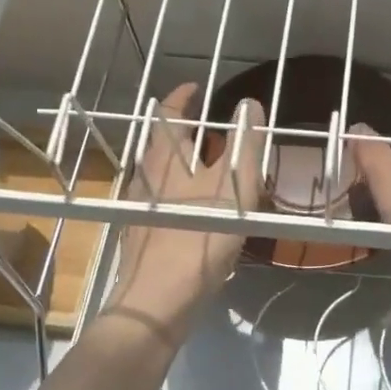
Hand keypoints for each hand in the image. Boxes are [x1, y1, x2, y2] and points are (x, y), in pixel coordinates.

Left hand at [105, 82, 264, 337]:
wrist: (157, 302)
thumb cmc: (197, 238)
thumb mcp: (233, 188)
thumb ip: (244, 145)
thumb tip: (249, 104)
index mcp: (166, 160)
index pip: (169, 115)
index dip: (182, 97)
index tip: (196, 87)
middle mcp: (147, 178)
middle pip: (163, 144)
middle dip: (184, 131)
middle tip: (210, 127)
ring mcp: (141, 208)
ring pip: (162, 174)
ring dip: (183, 163)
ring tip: (209, 167)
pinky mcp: (143, 236)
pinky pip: (163, 202)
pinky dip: (180, 194)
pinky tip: (197, 212)